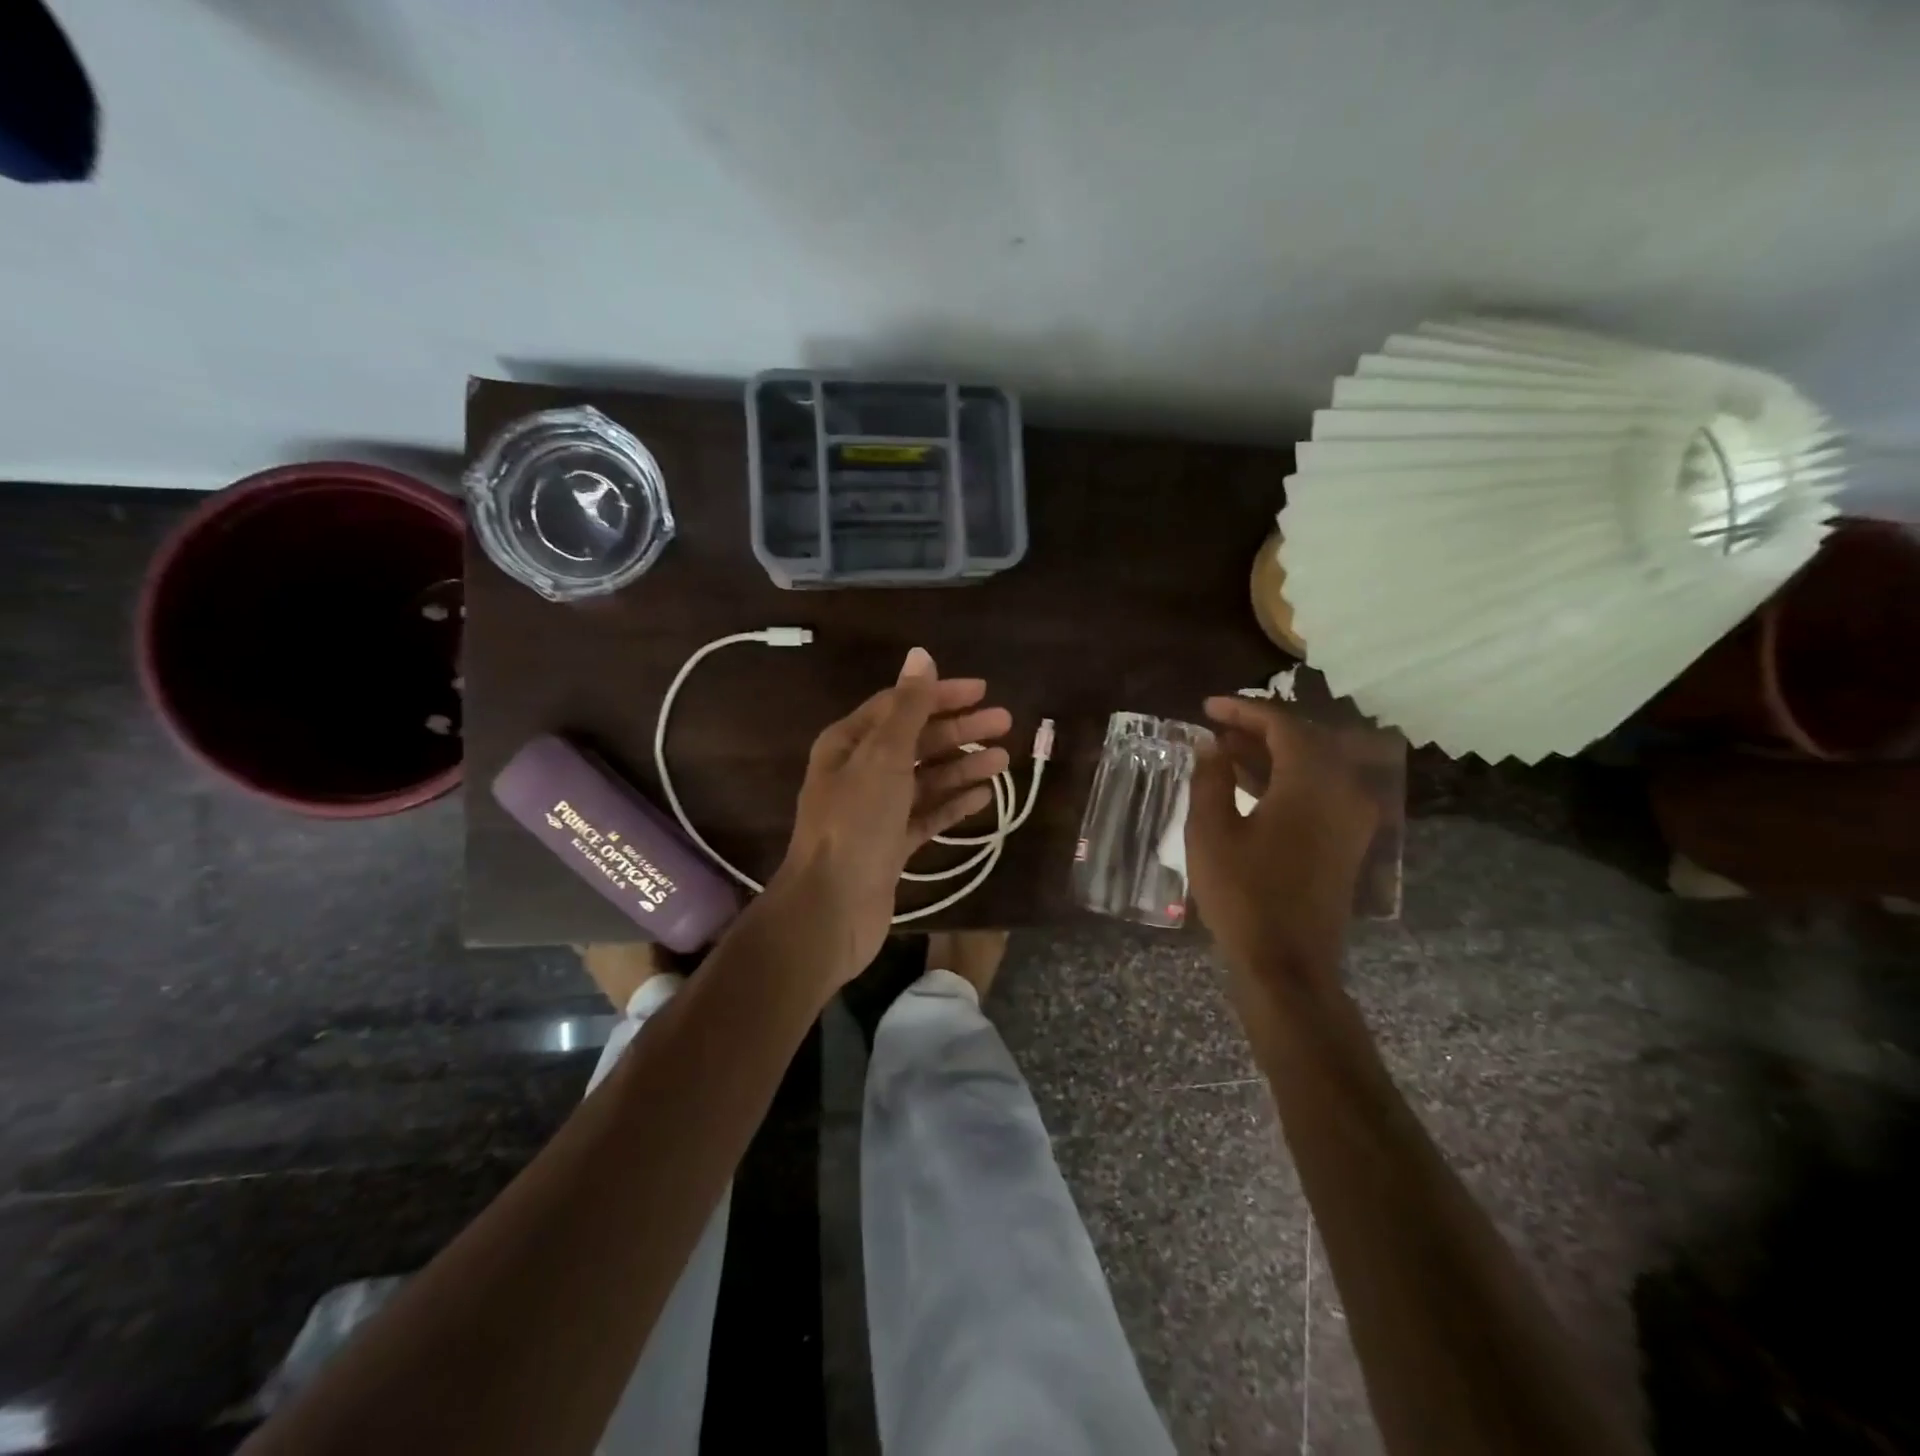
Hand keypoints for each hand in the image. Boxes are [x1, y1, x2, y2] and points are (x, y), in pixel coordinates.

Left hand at [771, 647, 1011, 984]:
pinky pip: (927, 816)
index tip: (983, 691)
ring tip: (1003, 760)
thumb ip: (907, 709)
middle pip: (916, 742)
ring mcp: (876, 812)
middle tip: (1005, 723)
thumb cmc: (855, 824)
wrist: (831, 909)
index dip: (940, 695)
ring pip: (926, 779)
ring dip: (962, 767)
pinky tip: (984, 797)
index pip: (899, 706)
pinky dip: (953, 804)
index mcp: (848, 744)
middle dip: (959, 731)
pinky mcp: (891, 846)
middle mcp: (860, 773)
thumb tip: (921, 655)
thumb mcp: (883, 758)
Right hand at [1185, 695, 1383, 980]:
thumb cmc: (1243, 894)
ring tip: (1225, 752)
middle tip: (1216, 727)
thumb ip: (1210, 779)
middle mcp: (1343, 790)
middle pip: (1304, 740)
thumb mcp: (1210, 832)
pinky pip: (1319, 792)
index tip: (1207, 708)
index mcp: (1312, 782)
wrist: (1287, 963)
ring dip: (1271, 754)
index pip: (1283, 724)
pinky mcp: (1347, 841)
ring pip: (1313, 766)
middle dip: (1258, 729)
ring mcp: (1351, 818)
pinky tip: (1250, 785)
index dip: (1243, 710)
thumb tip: (1212, 748)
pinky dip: (1286, 780)